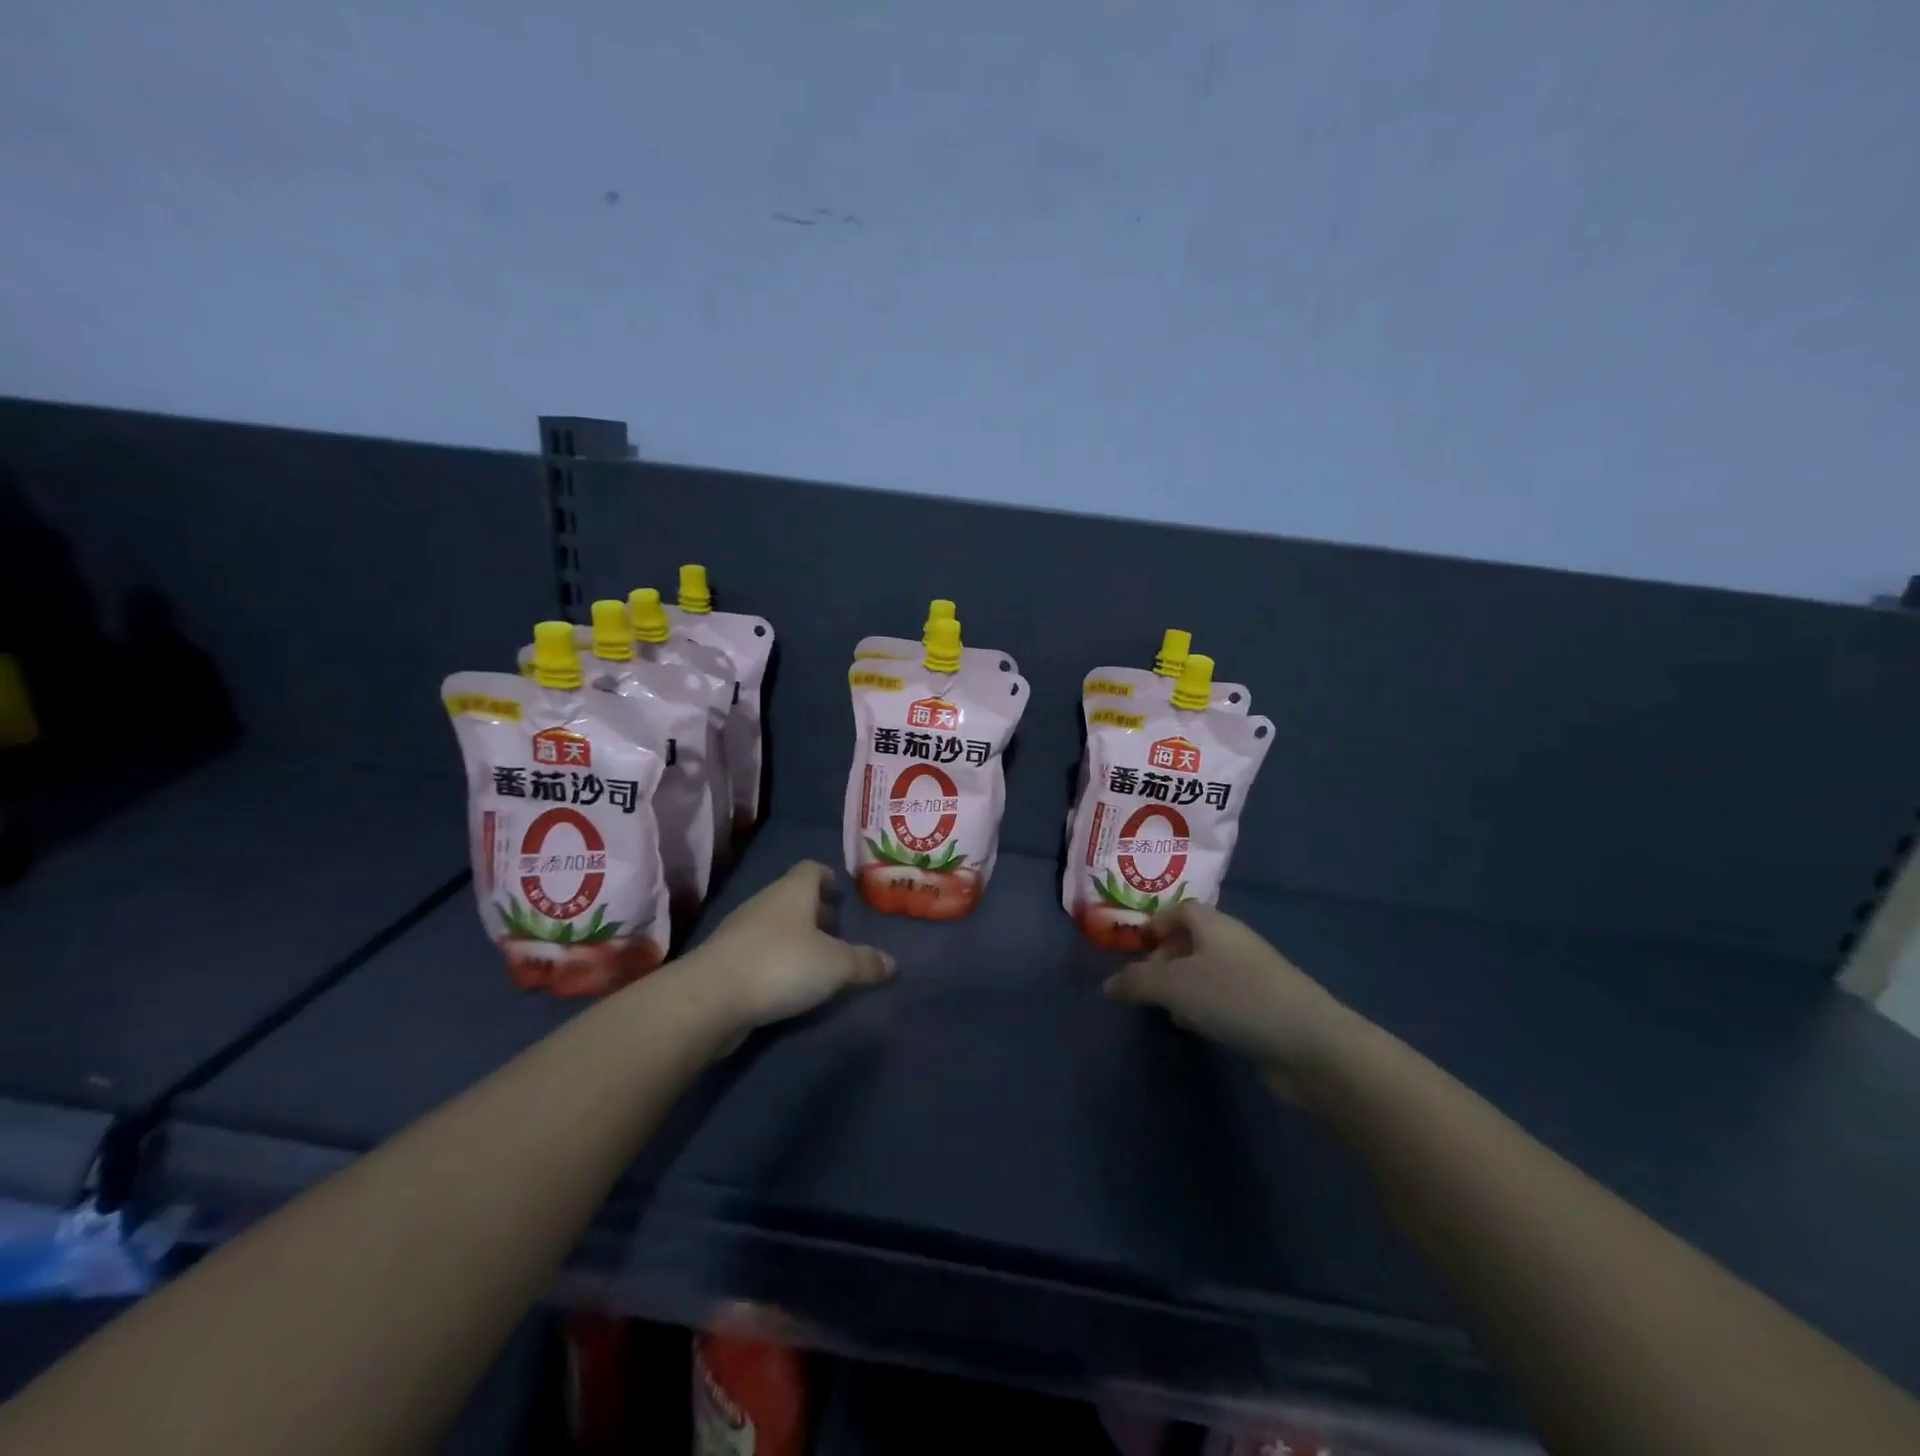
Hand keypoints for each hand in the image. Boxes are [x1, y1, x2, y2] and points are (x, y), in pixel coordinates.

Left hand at [686, 860, 895, 1029]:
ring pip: (774, 925)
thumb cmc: (781, 965)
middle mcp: (765, 904)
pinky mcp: (724, 961)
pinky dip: (774, 961)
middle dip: (813, 911)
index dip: (826, 876)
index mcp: (792, 892)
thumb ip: (865, 963)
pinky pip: (757, 952)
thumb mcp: (836, 966)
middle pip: (792, 897)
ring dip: (793, 938)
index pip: (810, 869)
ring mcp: (739, 931)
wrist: (710, 998)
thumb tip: (892, 963)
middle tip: (835, 930)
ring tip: (816, 960)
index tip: (839, 890)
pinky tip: (787, 983)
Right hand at [1104, 901, 1359, 1099]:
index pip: (1180, 909)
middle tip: (1147, 984)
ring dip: (1184, 986)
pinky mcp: (1266, 1007)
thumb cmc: (1235, 998)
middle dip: (1166, 958)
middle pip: (1193, 940)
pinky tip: (1198, 1028)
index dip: (1156, 923)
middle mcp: (1235, 942)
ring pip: (1208, 971)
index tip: (1136, 948)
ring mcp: (1255, 975)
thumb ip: (1136, 981)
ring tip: (1167, 1009)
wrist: (1310, 1043)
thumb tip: (1108, 985)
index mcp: (1214, 925)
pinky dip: (1206, 1007)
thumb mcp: (1174, 985)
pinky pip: (1225, 997)